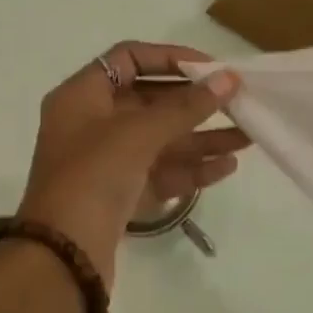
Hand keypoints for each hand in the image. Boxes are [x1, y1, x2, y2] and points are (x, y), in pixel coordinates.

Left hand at [16, 43, 245, 289]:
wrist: (64, 255)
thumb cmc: (93, 177)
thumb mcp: (138, 133)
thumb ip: (186, 106)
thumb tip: (228, 80)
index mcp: (82, 97)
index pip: (128, 59)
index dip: (171, 58)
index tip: (211, 68)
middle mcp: (93, 125)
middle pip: (150, 101)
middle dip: (196, 104)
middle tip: (240, 103)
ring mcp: (108, 163)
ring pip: (161, 142)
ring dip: (203, 138)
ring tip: (248, 137)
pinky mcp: (122, 196)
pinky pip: (162, 173)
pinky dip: (192, 169)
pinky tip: (228, 166)